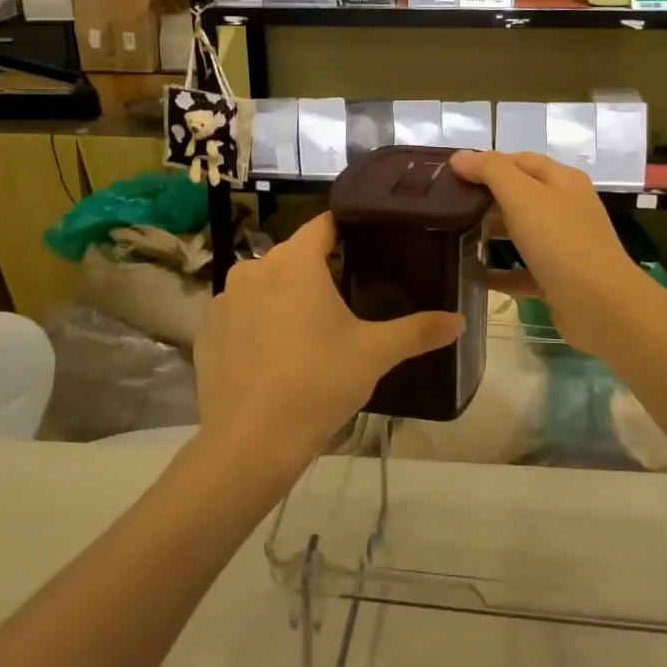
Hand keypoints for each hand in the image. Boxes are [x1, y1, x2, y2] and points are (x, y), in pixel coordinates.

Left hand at [193, 213, 461, 481]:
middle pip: (293, 255)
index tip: (369, 245)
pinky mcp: (207, 331)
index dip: (347, 230)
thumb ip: (419, 331)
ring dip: (285, 295)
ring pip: (264, 284)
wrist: (251, 442)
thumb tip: (460, 321)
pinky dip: (257, 322)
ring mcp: (223, 300)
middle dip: (319, 269)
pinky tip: (274, 354)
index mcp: (294, 262)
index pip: (324, 224)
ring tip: (310, 329)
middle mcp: (253, 268)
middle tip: (348, 297)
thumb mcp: (375, 354)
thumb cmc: (318, 383)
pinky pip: (240, 313)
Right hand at [448, 150, 657, 357]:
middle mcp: (565, 208)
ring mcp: (563, 245)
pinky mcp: (557, 279)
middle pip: (520, 195)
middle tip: (446, 207)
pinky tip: (473, 276)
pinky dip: (499, 272)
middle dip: (484, 198)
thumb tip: (459, 157)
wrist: (600, 306)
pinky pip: (522, 270)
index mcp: (562, 181)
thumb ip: (490, 171)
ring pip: (520, 232)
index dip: (486, 163)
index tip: (450, 176)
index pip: (519, 160)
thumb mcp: (523, 196)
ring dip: (490, 234)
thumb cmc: (560, 242)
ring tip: (453, 237)